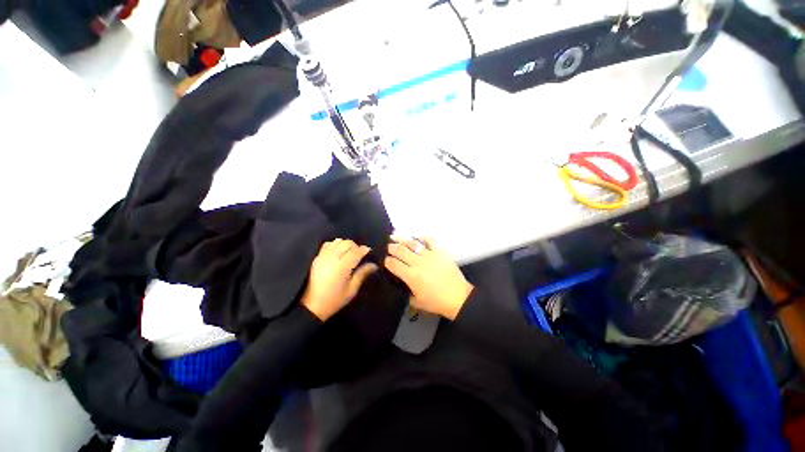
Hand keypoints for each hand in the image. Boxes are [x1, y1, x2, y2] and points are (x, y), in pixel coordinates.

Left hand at [302, 239, 377, 320]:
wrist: (312, 306)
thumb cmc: (334, 300)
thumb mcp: (352, 290)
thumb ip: (362, 274)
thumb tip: (374, 265)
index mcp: (342, 267)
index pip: (356, 252)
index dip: (364, 250)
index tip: (370, 252)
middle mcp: (332, 258)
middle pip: (347, 243)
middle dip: (356, 247)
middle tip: (359, 255)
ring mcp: (323, 257)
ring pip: (338, 241)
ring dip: (345, 245)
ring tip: (348, 254)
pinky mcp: (317, 257)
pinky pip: (328, 244)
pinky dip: (335, 245)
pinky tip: (338, 253)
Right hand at [384, 237, 472, 319]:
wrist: (458, 297)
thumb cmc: (436, 302)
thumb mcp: (416, 302)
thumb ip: (405, 293)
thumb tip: (399, 285)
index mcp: (411, 276)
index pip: (393, 264)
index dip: (386, 261)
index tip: (383, 259)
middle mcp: (418, 263)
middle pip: (400, 251)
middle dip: (391, 247)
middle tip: (387, 246)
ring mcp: (429, 255)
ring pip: (412, 244)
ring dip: (402, 239)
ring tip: (395, 236)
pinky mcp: (439, 252)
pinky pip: (429, 241)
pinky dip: (422, 237)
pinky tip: (416, 236)